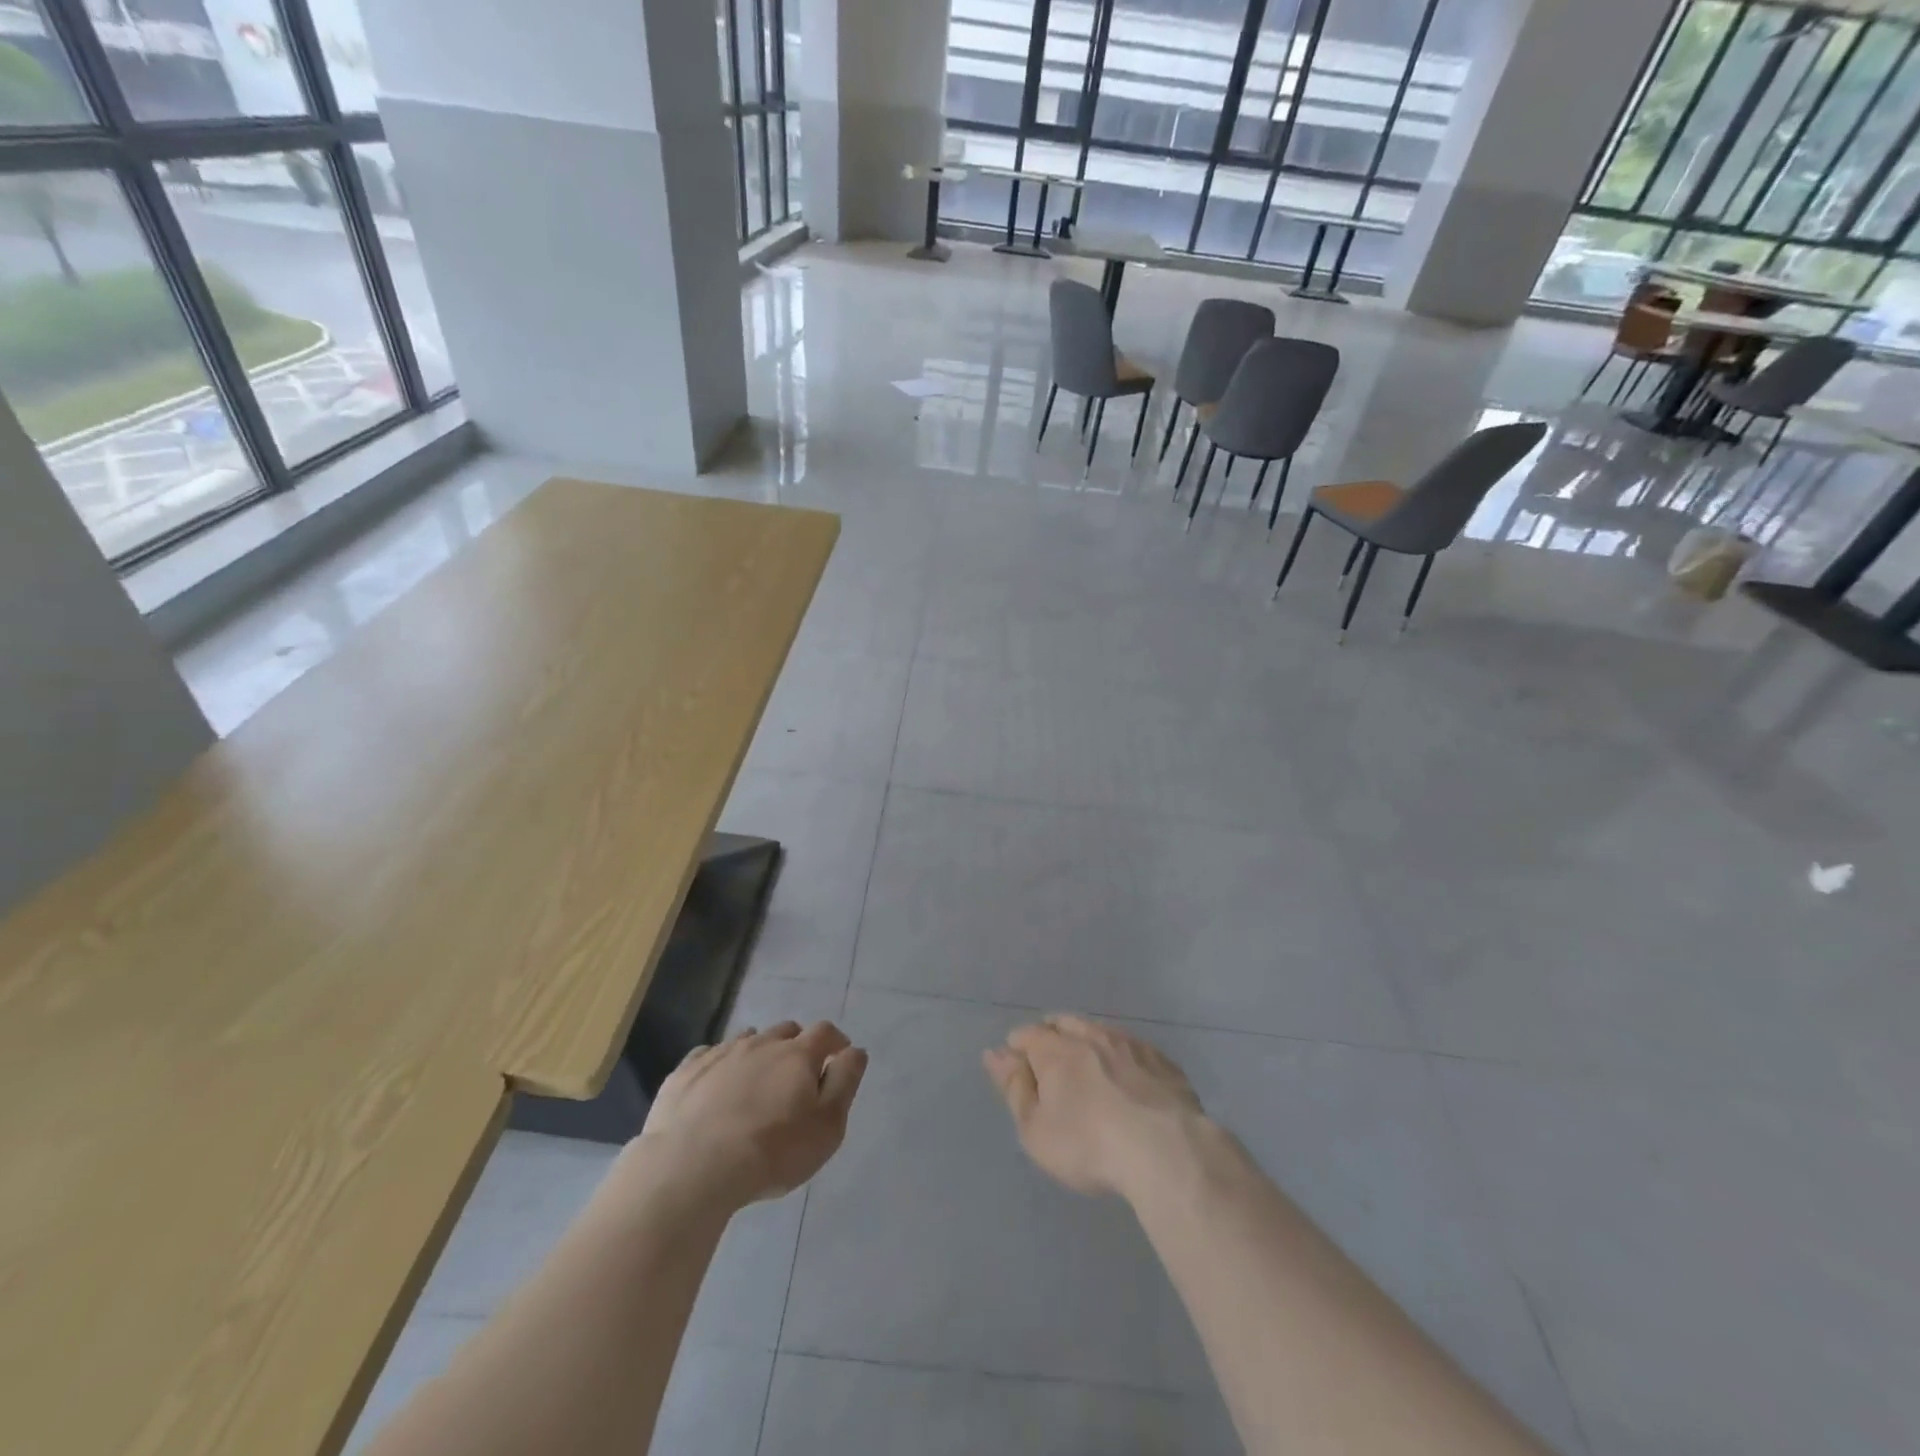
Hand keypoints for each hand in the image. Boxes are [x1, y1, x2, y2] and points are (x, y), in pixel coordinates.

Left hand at [638, 1021, 867, 1208]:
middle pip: (786, 1031)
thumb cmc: (772, 1152)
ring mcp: (720, 1054)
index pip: (825, 1032)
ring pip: (748, 1039)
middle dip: (796, 1046)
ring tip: (756, 1082)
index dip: (836, 1041)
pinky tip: (715, 1087)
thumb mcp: (827, 1127)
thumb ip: (845, 1083)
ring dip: (758, 1053)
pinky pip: (708, 1055)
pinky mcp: (686, 1072)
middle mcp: (761, 1043)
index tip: (839, 1056)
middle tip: (796, 1076)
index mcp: (797, 1055)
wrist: (692, 1168)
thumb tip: (855, 1051)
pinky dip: (719, 1065)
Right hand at [983, 1014, 1206, 1199]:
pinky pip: (1134, 1049)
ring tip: (1087, 1063)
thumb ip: (1014, 1088)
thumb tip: (994, 1053)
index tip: (1015, 1067)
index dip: (1017, 1048)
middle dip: (1052, 1035)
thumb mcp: (1036, 1129)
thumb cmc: (1088, 1144)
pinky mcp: (1163, 1062)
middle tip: (1050, 1060)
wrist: (1167, 1150)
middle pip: (1065, 1024)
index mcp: (1056, 1050)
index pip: (1027, 1035)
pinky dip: (1123, 1056)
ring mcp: (1131, 1045)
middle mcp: (1092, 1036)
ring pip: (1101, 1031)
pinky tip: (1128, 1075)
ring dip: (1088, 1041)